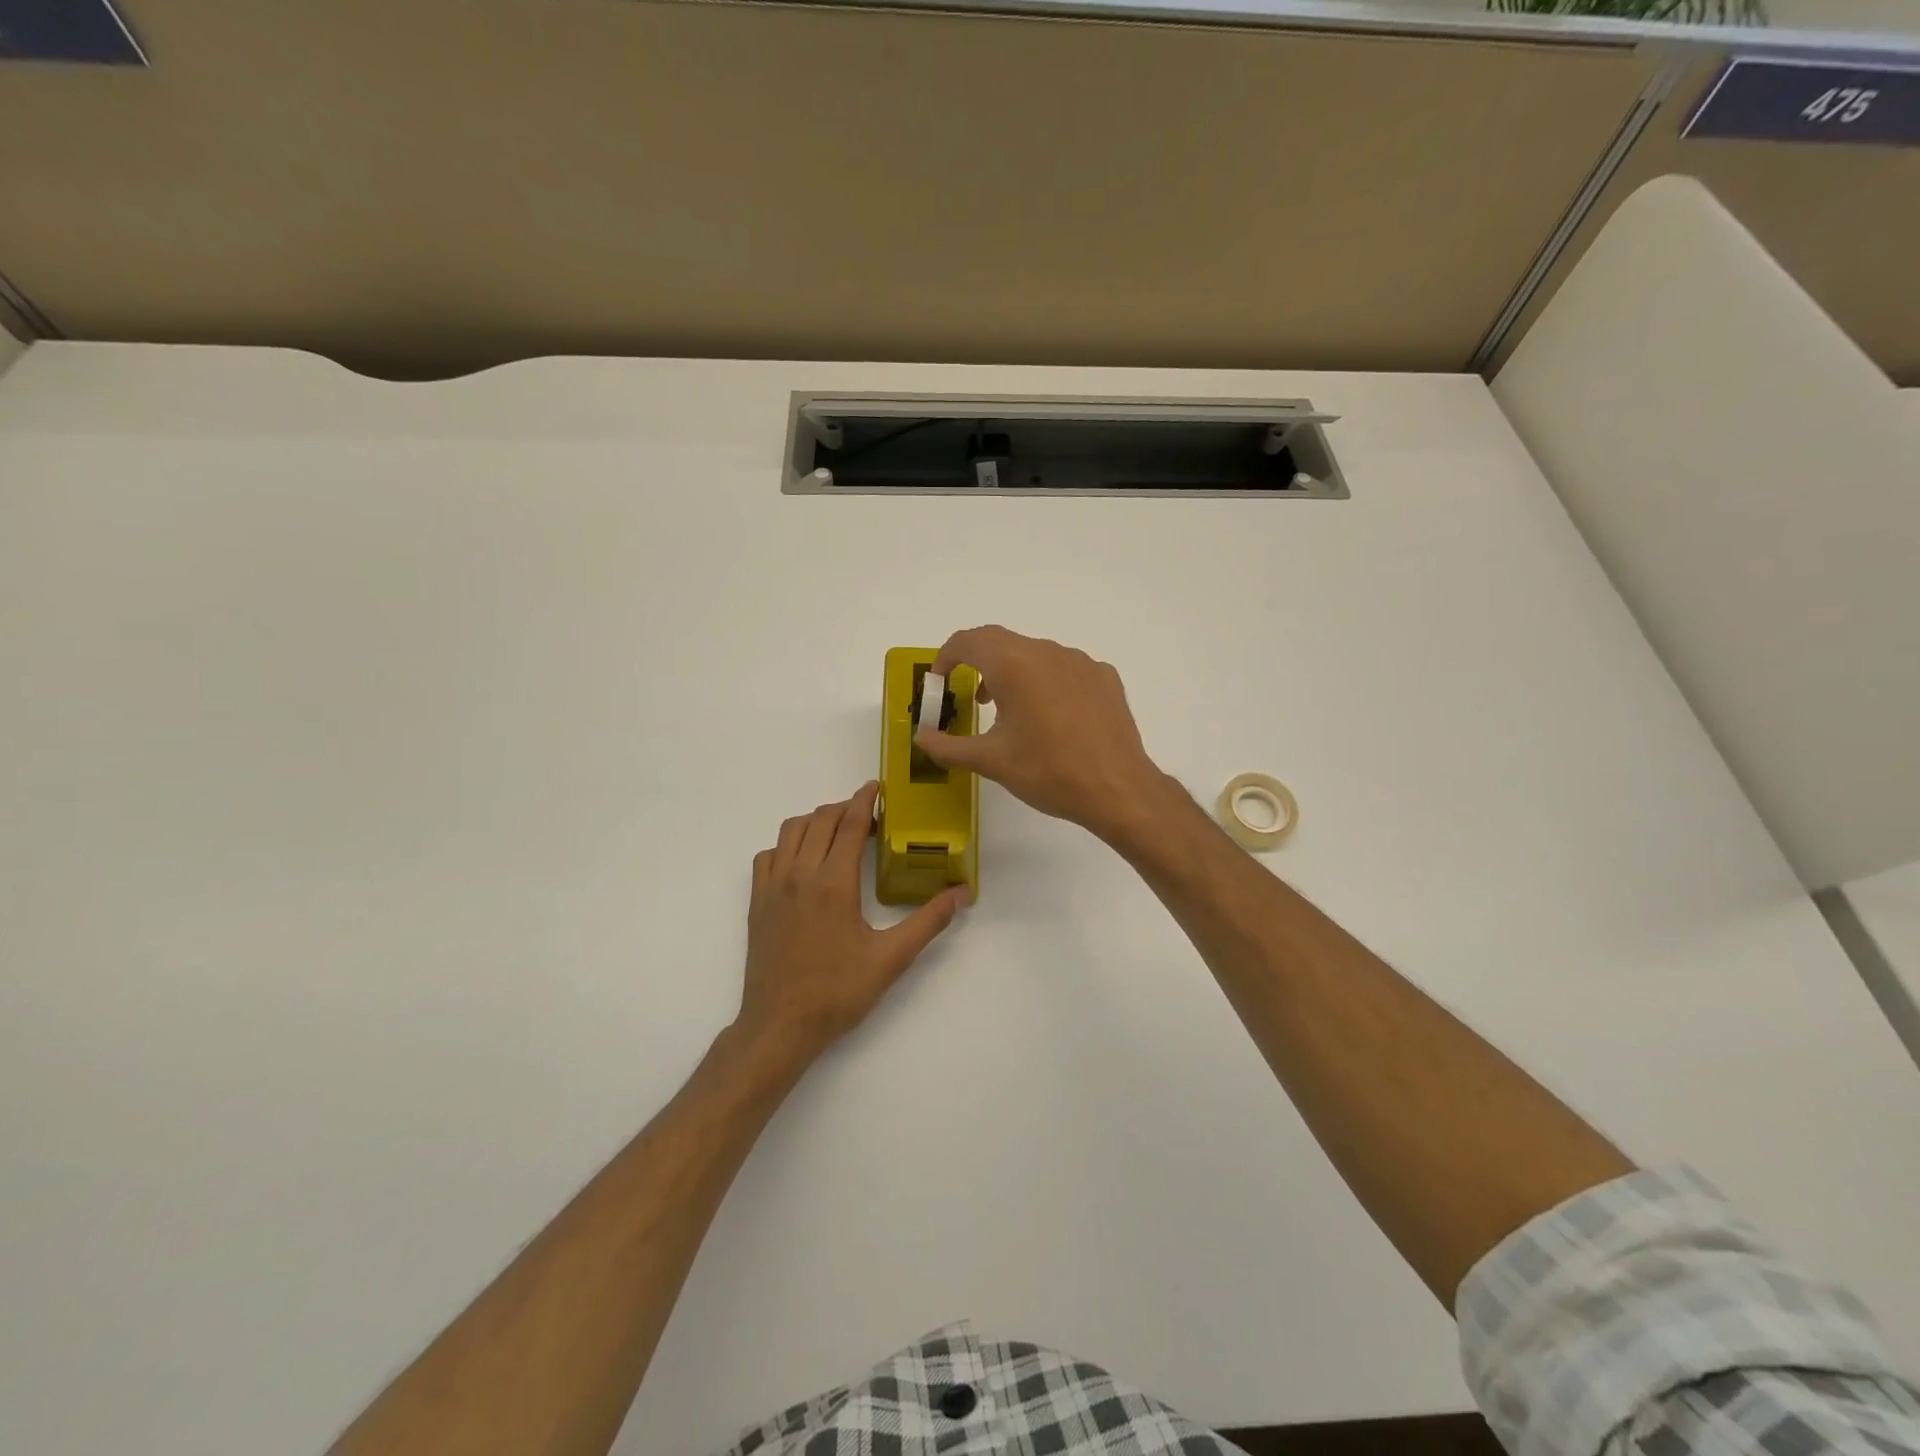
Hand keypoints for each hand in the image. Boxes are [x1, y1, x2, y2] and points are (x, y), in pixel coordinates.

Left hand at [737, 782, 968, 1066]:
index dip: (865, 800)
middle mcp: (800, 874)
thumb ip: (929, 922)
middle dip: (846, 808)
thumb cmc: (838, 993)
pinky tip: (803, 861)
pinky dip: (787, 845)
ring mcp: (773, 886)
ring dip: (816, 821)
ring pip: (791, 830)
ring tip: (838, 832)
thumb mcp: (891, 959)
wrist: (780, 1026)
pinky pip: (768, 854)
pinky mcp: (757, 901)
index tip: (878, 787)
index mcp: (834, 883)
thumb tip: (962, 893)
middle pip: (821, 820)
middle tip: (869, 816)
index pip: (850, 824)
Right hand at [915, 625, 1170, 842]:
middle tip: (969, 697)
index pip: (969, 641)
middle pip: (1002, 642)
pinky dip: (1045, 682)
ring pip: (1035, 654)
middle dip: (978, 663)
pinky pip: (1064, 668)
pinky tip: (1050, 717)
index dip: (946, 656)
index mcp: (1014, 664)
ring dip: (1012, 672)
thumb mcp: (991, 761)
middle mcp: (1047, 652)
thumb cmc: (1048, 772)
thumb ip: (948, 747)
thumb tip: (921, 738)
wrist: (1118, 789)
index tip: (939, 681)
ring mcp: (1080, 661)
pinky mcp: (1104, 677)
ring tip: (1007, 710)